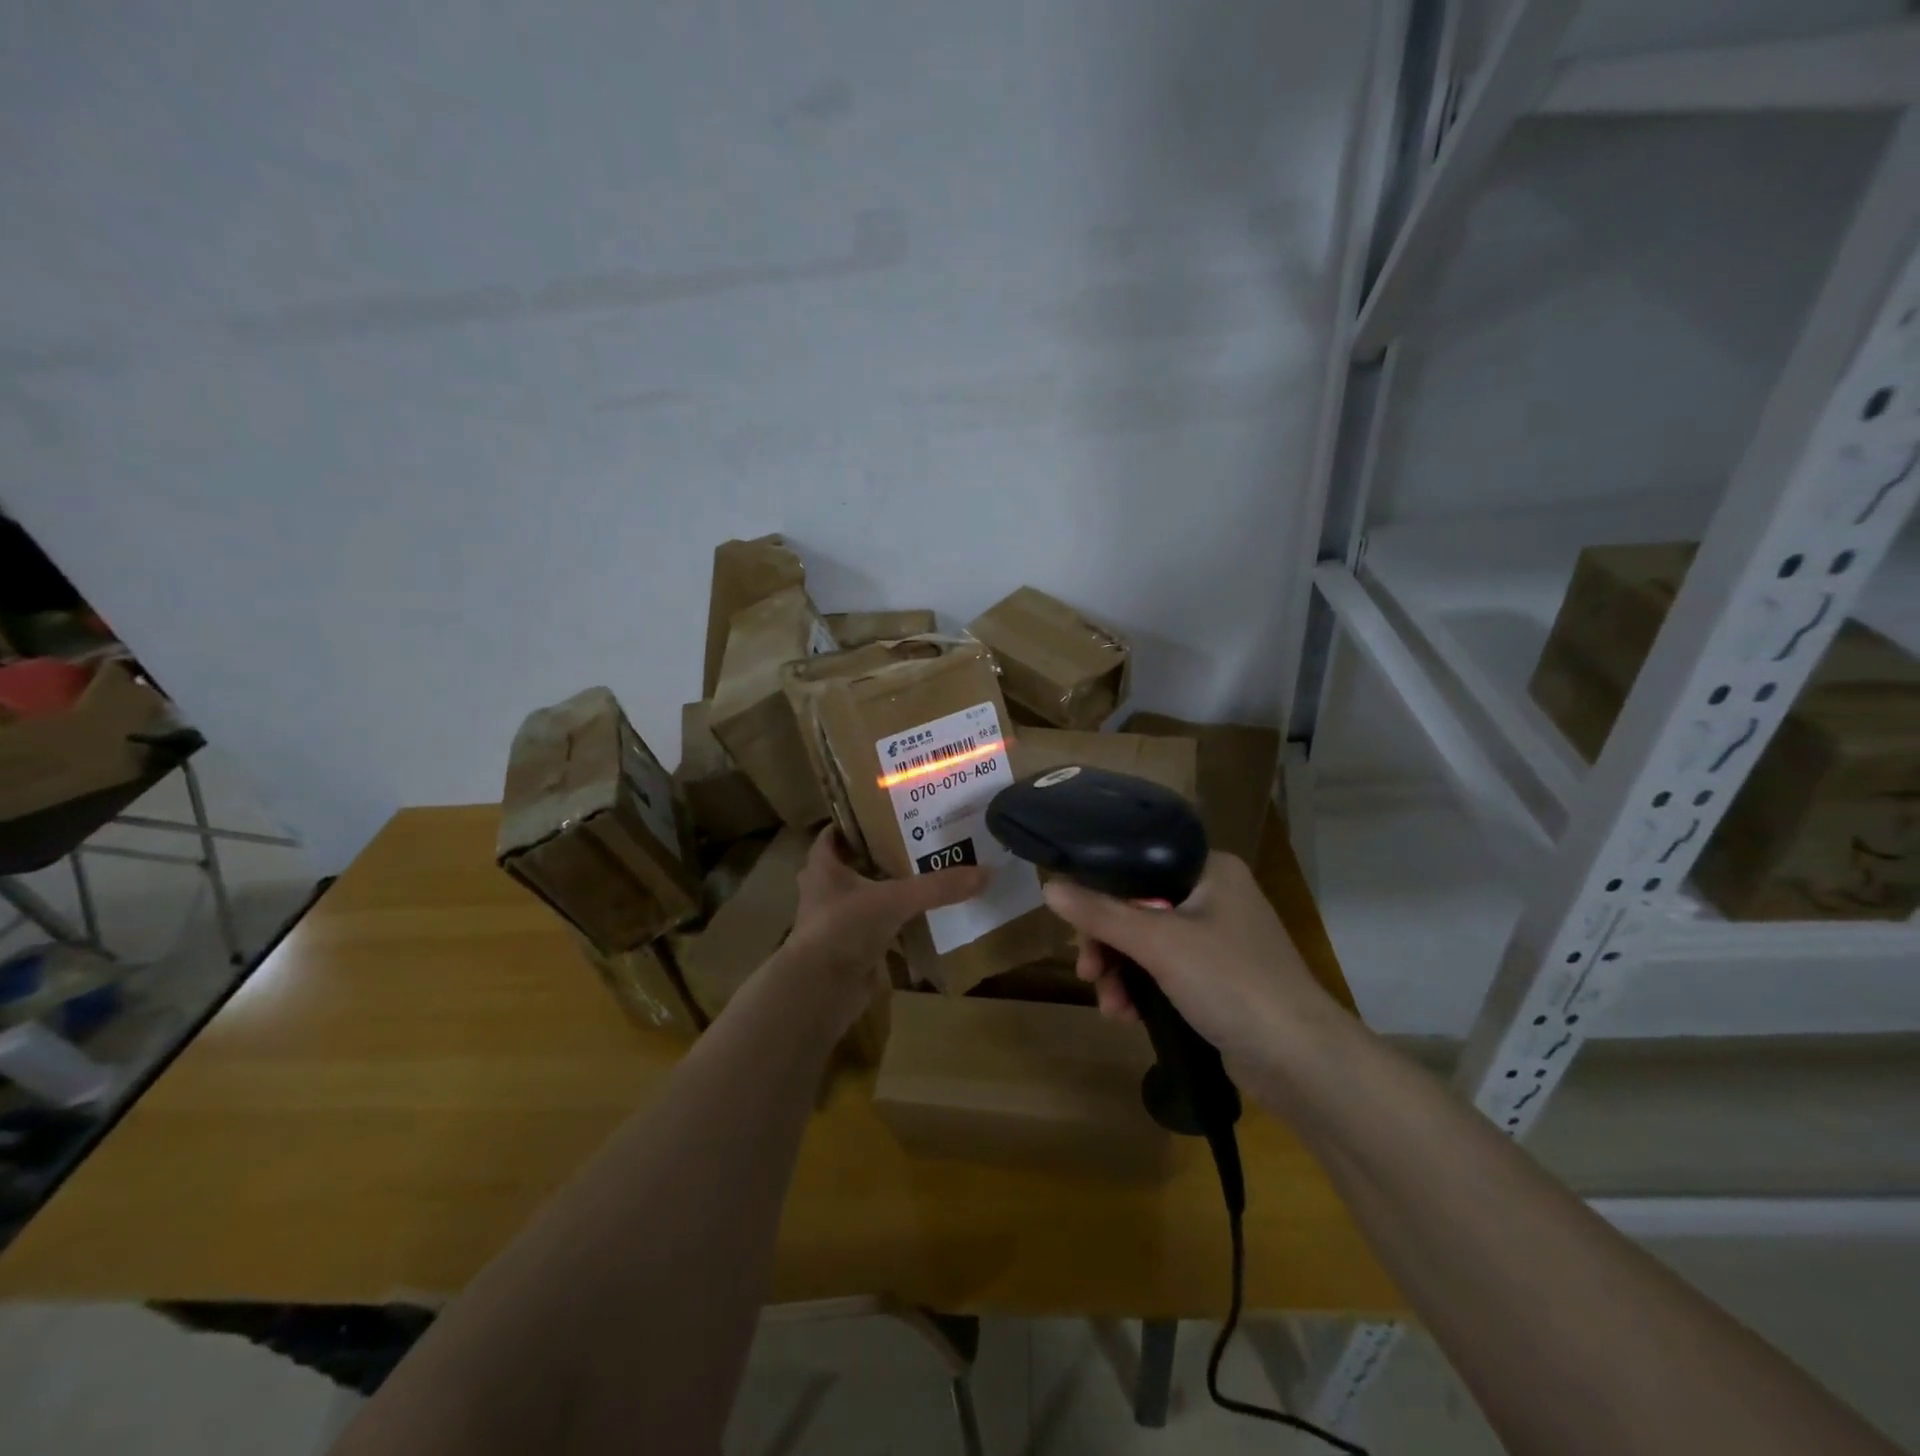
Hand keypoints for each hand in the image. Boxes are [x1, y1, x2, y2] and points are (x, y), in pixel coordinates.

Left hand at [782, 829, 988, 1030]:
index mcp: (823, 867)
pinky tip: (922, 919)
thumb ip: (937, 887)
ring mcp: (835, 922)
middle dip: (880, 855)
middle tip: (916, 842)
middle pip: (852, 865)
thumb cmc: (845, 928)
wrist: (820, 990)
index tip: (888, 813)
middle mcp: (824, 891)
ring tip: (924, 877)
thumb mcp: (895, 899)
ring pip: (864, 898)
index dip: (856, 822)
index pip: (835, 834)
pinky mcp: (848, 949)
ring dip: (887, 891)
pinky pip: (875, 929)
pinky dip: (894, 925)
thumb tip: (985, 872)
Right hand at [1042, 853, 1338, 1072]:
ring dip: (1120, 972)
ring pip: (1146, 943)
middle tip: (1088, 972)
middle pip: (1137, 906)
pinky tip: (1126, 1016)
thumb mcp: (1159, 943)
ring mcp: (1217, 940)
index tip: (1076, 927)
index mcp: (1209, 870)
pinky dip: (1141, 989)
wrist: (1301, 1061)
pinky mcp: (1217, 979)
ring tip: (1110, 1006)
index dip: (1100, 892)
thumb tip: (1048, 886)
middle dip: (1107, 943)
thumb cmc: (1232, 982)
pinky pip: (1163, 972)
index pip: (1138, 865)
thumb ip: (1101, 913)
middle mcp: (1214, 896)